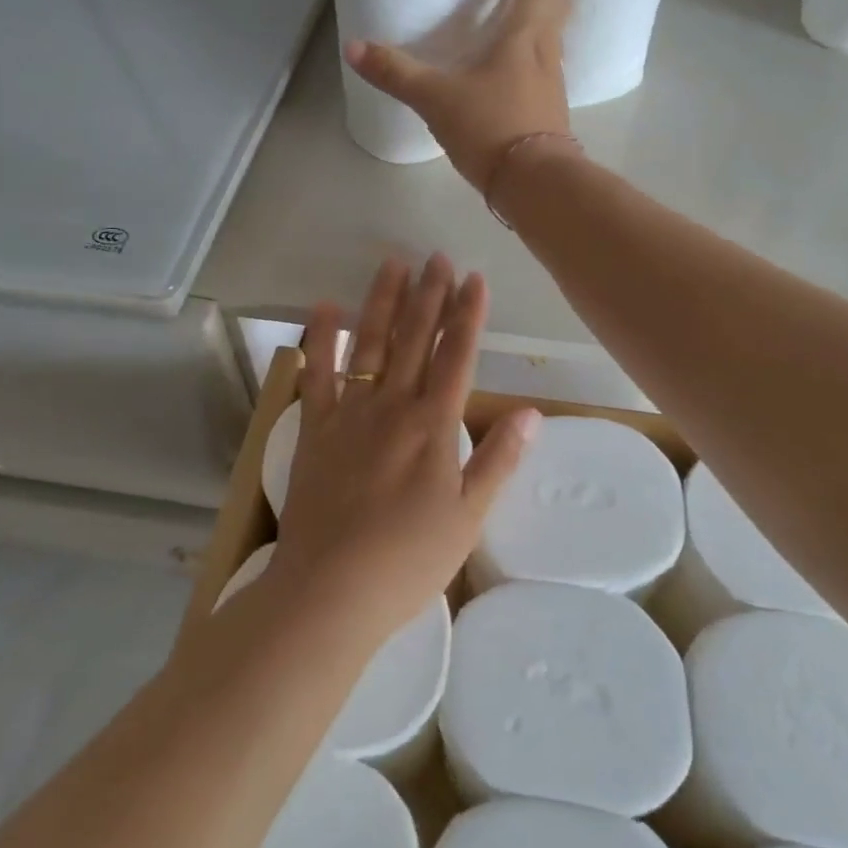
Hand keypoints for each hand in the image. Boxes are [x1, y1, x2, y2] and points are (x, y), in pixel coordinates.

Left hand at [267, 255, 541, 642]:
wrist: (329, 591)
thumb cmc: (408, 560)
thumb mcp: (468, 518)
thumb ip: (498, 460)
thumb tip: (533, 413)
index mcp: (434, 426)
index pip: (456, 356)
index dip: (468, 315)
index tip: (474, 278)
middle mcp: (392, 406)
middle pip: (414, 339)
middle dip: (428, 295)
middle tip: (436, 257)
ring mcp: (349, 413)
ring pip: (370, 344)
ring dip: (382, 301)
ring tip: (393, 264)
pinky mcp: (315, 429)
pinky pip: (318, 374)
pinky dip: (322, 339)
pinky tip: (325, 308)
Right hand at [344, 0, 573, 191]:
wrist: (535, 186)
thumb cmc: (492, 128)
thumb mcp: (437, 99)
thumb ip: (397, 73)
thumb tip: (354, 48)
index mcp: (526, 36)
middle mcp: (546, 53)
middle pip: (551, 3)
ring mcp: (551, 84)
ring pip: (548, 35)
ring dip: (534, 14)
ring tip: (509, 4)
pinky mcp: (547, 110)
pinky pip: (541, 65)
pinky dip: (528, 49)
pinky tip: (505, 63)